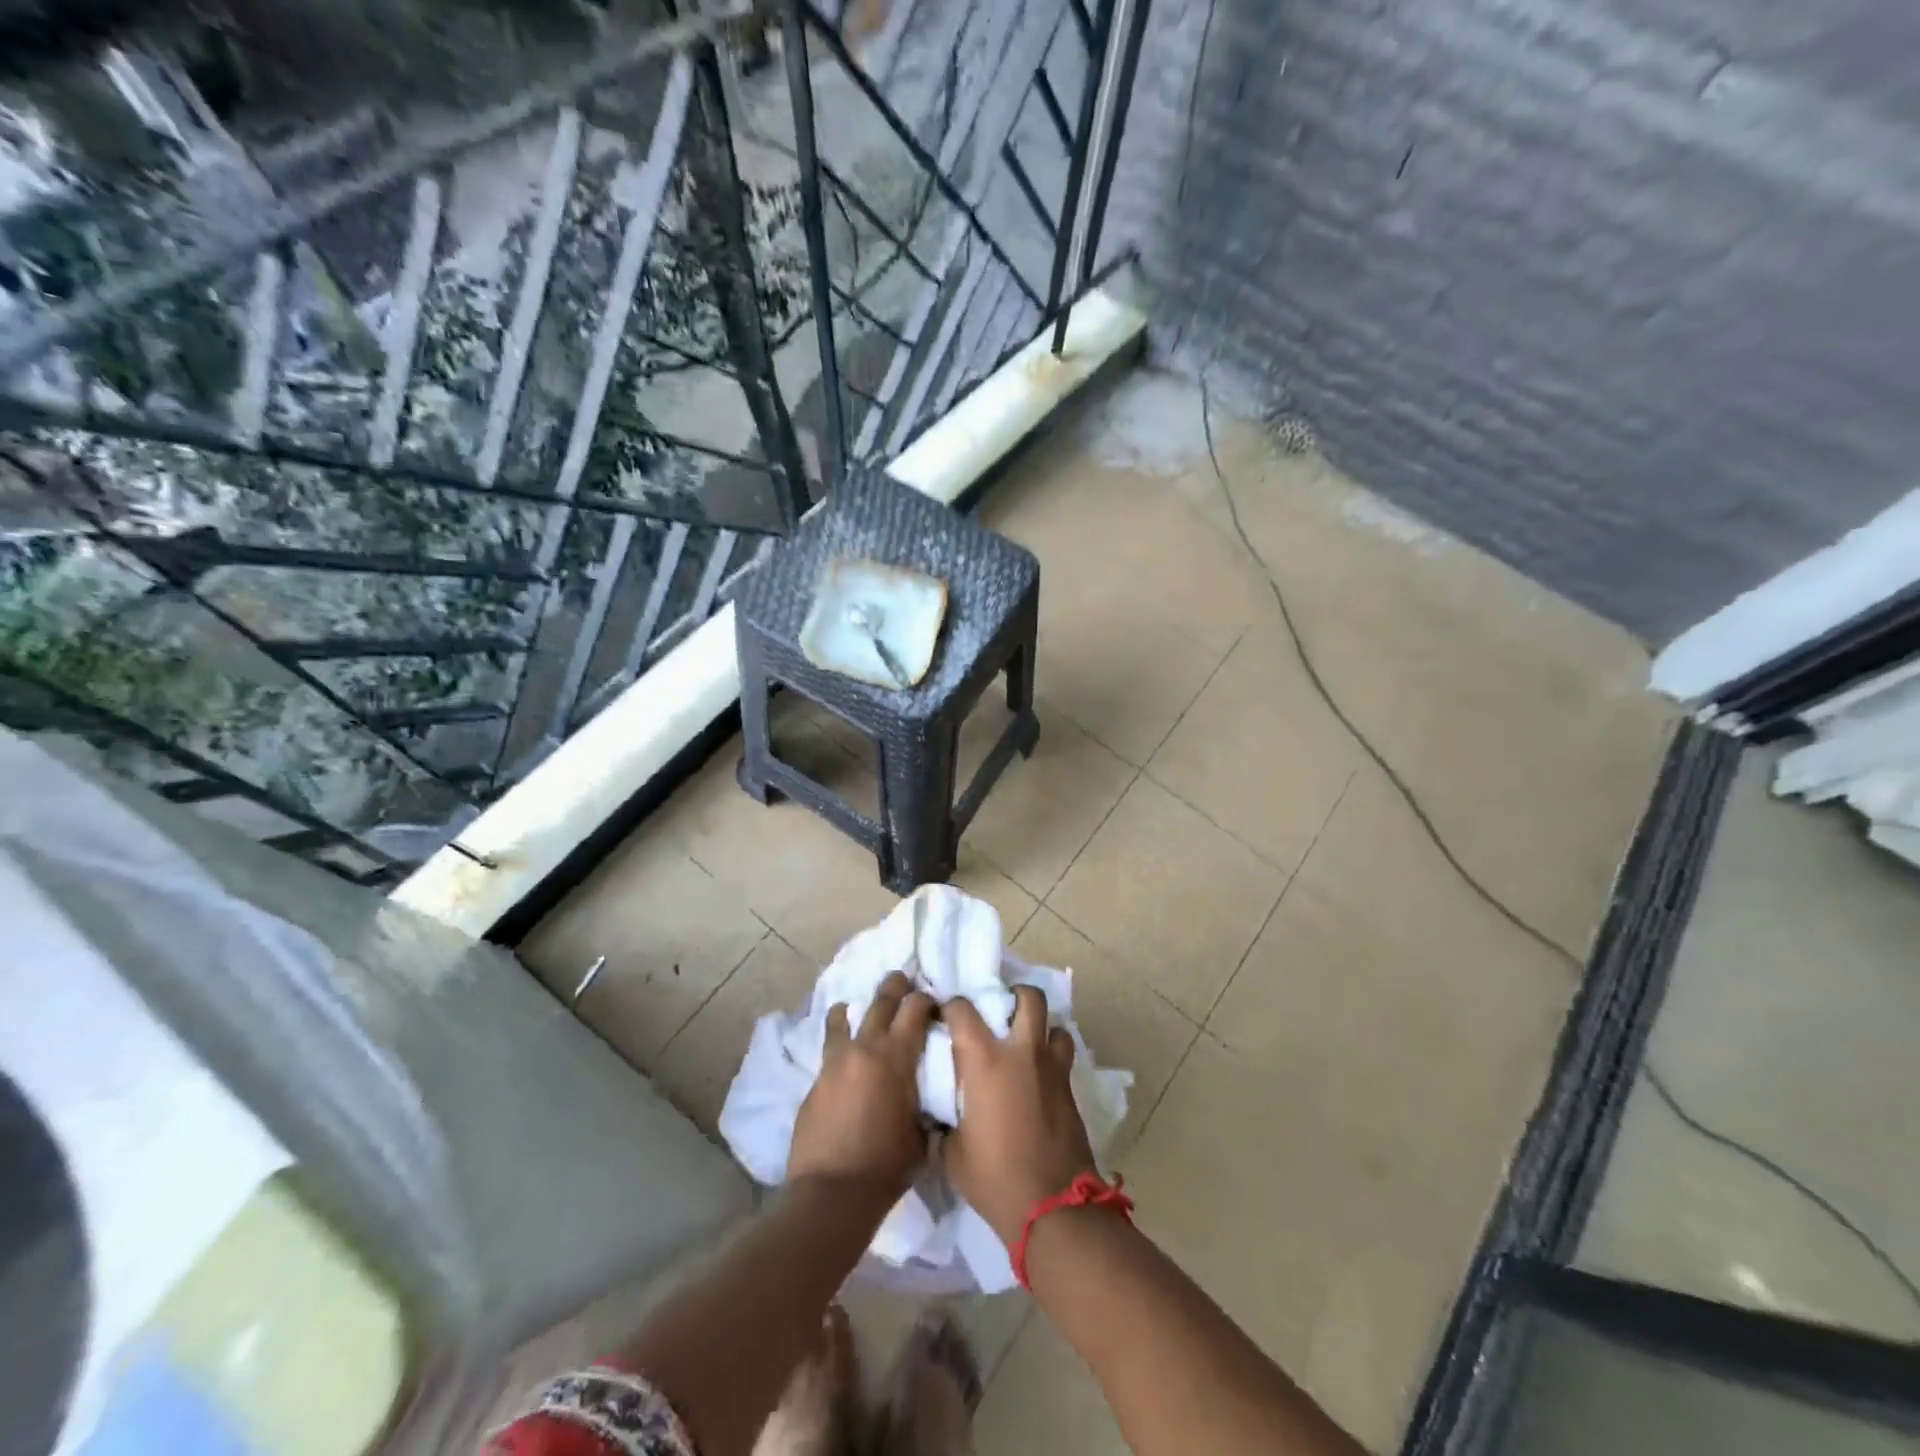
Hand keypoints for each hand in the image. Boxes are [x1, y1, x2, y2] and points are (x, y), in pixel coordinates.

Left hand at [789, 971, 935, 1198]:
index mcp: (897, 1056)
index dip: (927, 999)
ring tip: (851, 1007)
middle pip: (881, 1001)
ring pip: (841, 1019)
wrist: (833, 1193)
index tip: (934, 1001)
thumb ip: (925, 1104)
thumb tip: (929, 1095)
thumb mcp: (922, 1134)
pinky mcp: (814, 1081)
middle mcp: (865, 1048)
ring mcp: (835, 1062)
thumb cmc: (887, 1166)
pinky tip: (840, 1057)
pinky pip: (828, 1051)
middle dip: (895, 986)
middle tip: (902, 978)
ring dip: (851, 1010)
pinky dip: (836, 1046)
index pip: (916, 1008)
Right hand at [942, 986, 1098, 1246]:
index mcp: (985, 1061)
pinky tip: (1039, 1077)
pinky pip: (1063, 1057)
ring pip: (1056, 1025)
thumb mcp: (952, 1153)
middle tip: (1000, 1012)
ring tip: (1027, 1042)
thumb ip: (944, 1120)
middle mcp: (1021, 1053)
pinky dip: (1052, 1057)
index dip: (951, 1007)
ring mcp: (1052, 1069)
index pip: (963, 1009)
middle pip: (1028, 998)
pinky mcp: (1070, 1090)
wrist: (1052, 1207)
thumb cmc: (994, 1178)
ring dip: (1042, 1028)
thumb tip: (938, 1113)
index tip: (944, 1016)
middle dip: (1015, 996)